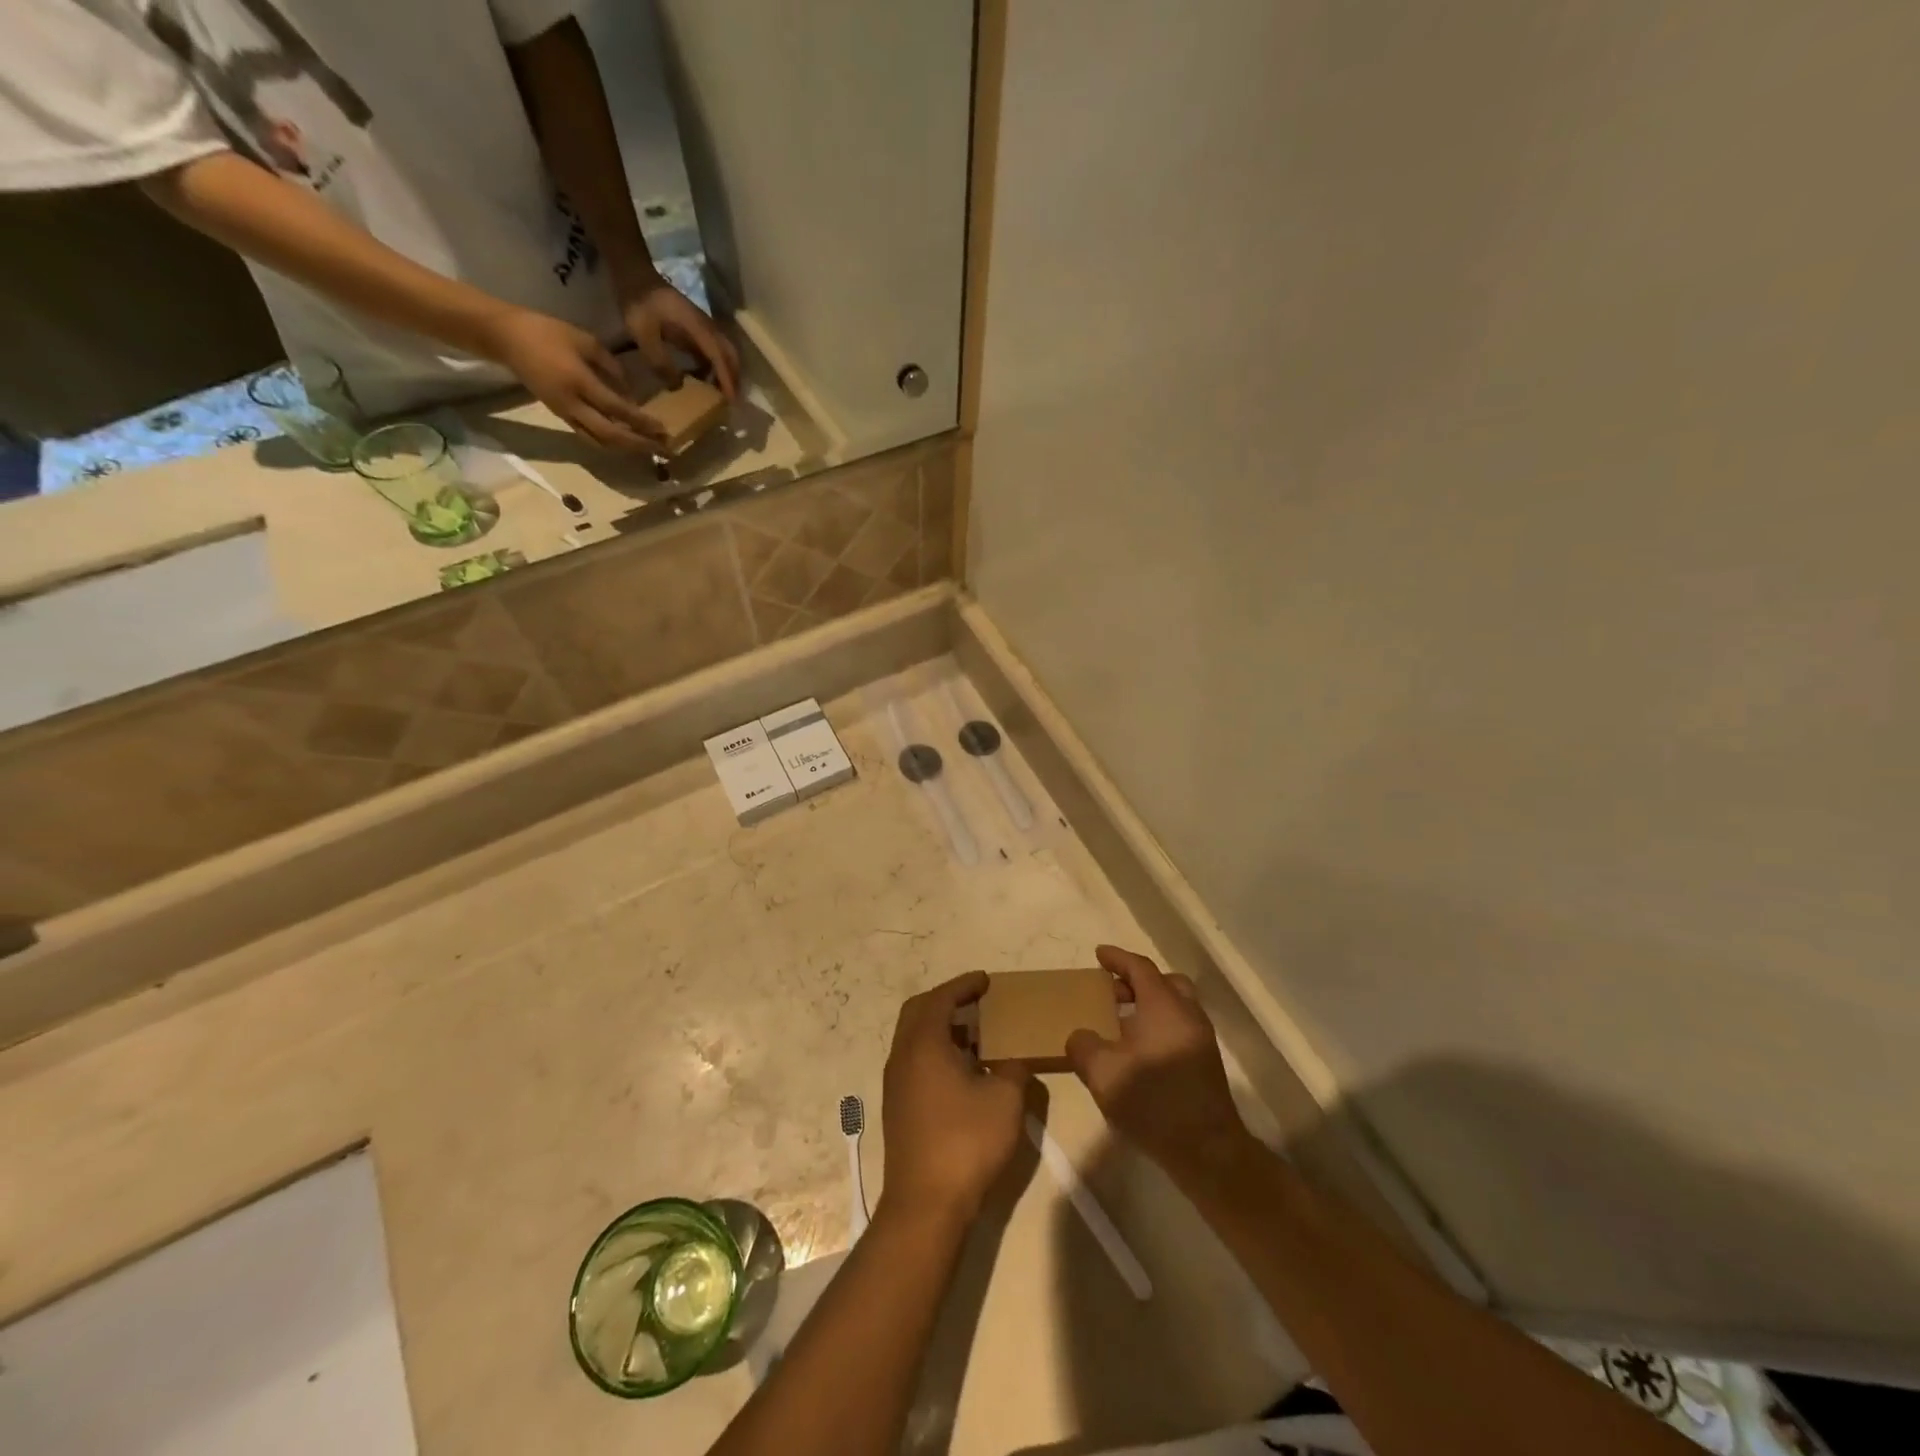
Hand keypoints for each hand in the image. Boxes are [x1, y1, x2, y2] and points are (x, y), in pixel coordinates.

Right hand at [478, 307, 665, 451]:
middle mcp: (572, 403)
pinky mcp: (560, 416)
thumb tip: (632, 393)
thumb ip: (612, 367)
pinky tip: (628, 443)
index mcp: (578, 381)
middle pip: (611, 435)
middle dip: (640, 444)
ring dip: (628, 449)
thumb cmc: (546, 332)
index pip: (617, 409)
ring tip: (651, 450)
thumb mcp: (585, 340)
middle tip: (665, 450)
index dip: (641, 422)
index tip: (663, 429)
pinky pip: (590, 437)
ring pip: (600, 442)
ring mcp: (565, 413)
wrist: (505, 337)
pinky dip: (611, 444)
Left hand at [620, 275, 740, 399]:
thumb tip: (677, 386)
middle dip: (734, 377)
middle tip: (732, 401)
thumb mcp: (642, 333)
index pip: (718, 355)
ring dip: (726, 372)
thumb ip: (659, 360)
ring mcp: (702, 326)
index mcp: (696, 325)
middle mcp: (706, 326)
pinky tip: (705, 379)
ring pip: (724, 352)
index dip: (726, 378)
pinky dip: (714, 366)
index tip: (732, 400)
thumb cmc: (637, 301)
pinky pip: (712, 350)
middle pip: (729, 353)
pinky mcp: (695, 328)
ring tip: (721, 394)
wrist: (634, 273)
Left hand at [880, 971, 1029, 1223]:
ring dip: (941, 1027)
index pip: (940, 998)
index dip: (963, 985)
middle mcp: (902, 1056)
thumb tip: (1010, 1061)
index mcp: (923, 1044)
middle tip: (976, 1001)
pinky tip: (962, 1070)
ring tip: (975, 1034)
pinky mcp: (898, 1107)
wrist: (925, 1205)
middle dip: (946, 1000)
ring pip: (914, 1038)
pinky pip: (914, 1060)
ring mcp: (895, 1083)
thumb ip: (1012, 1069)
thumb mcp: (1005, 1100)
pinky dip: (936, 1051)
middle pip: (918, 1012)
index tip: (986, 980)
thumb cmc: (966, 1143)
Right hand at [1066, 946, 1251, 1177]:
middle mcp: (1187, 1014)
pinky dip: (1159, 1024)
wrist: (1207, 1151)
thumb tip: (1081, 1036)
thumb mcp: (1102, 1073)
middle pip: (1164, 982)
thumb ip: (1083, 1046)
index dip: (1118, 958)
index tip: (1099, 954)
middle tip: (1111, 991)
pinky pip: (1179, 1026)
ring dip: (1149, 1004)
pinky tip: (1138, 1050)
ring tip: (1121, 1022)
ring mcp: (1201, 1039)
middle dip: (1136, 980)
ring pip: (1175, 1005)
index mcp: (1164, 1006)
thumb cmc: (1153, 1103)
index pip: (1140, 967)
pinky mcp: (1206, 1062)